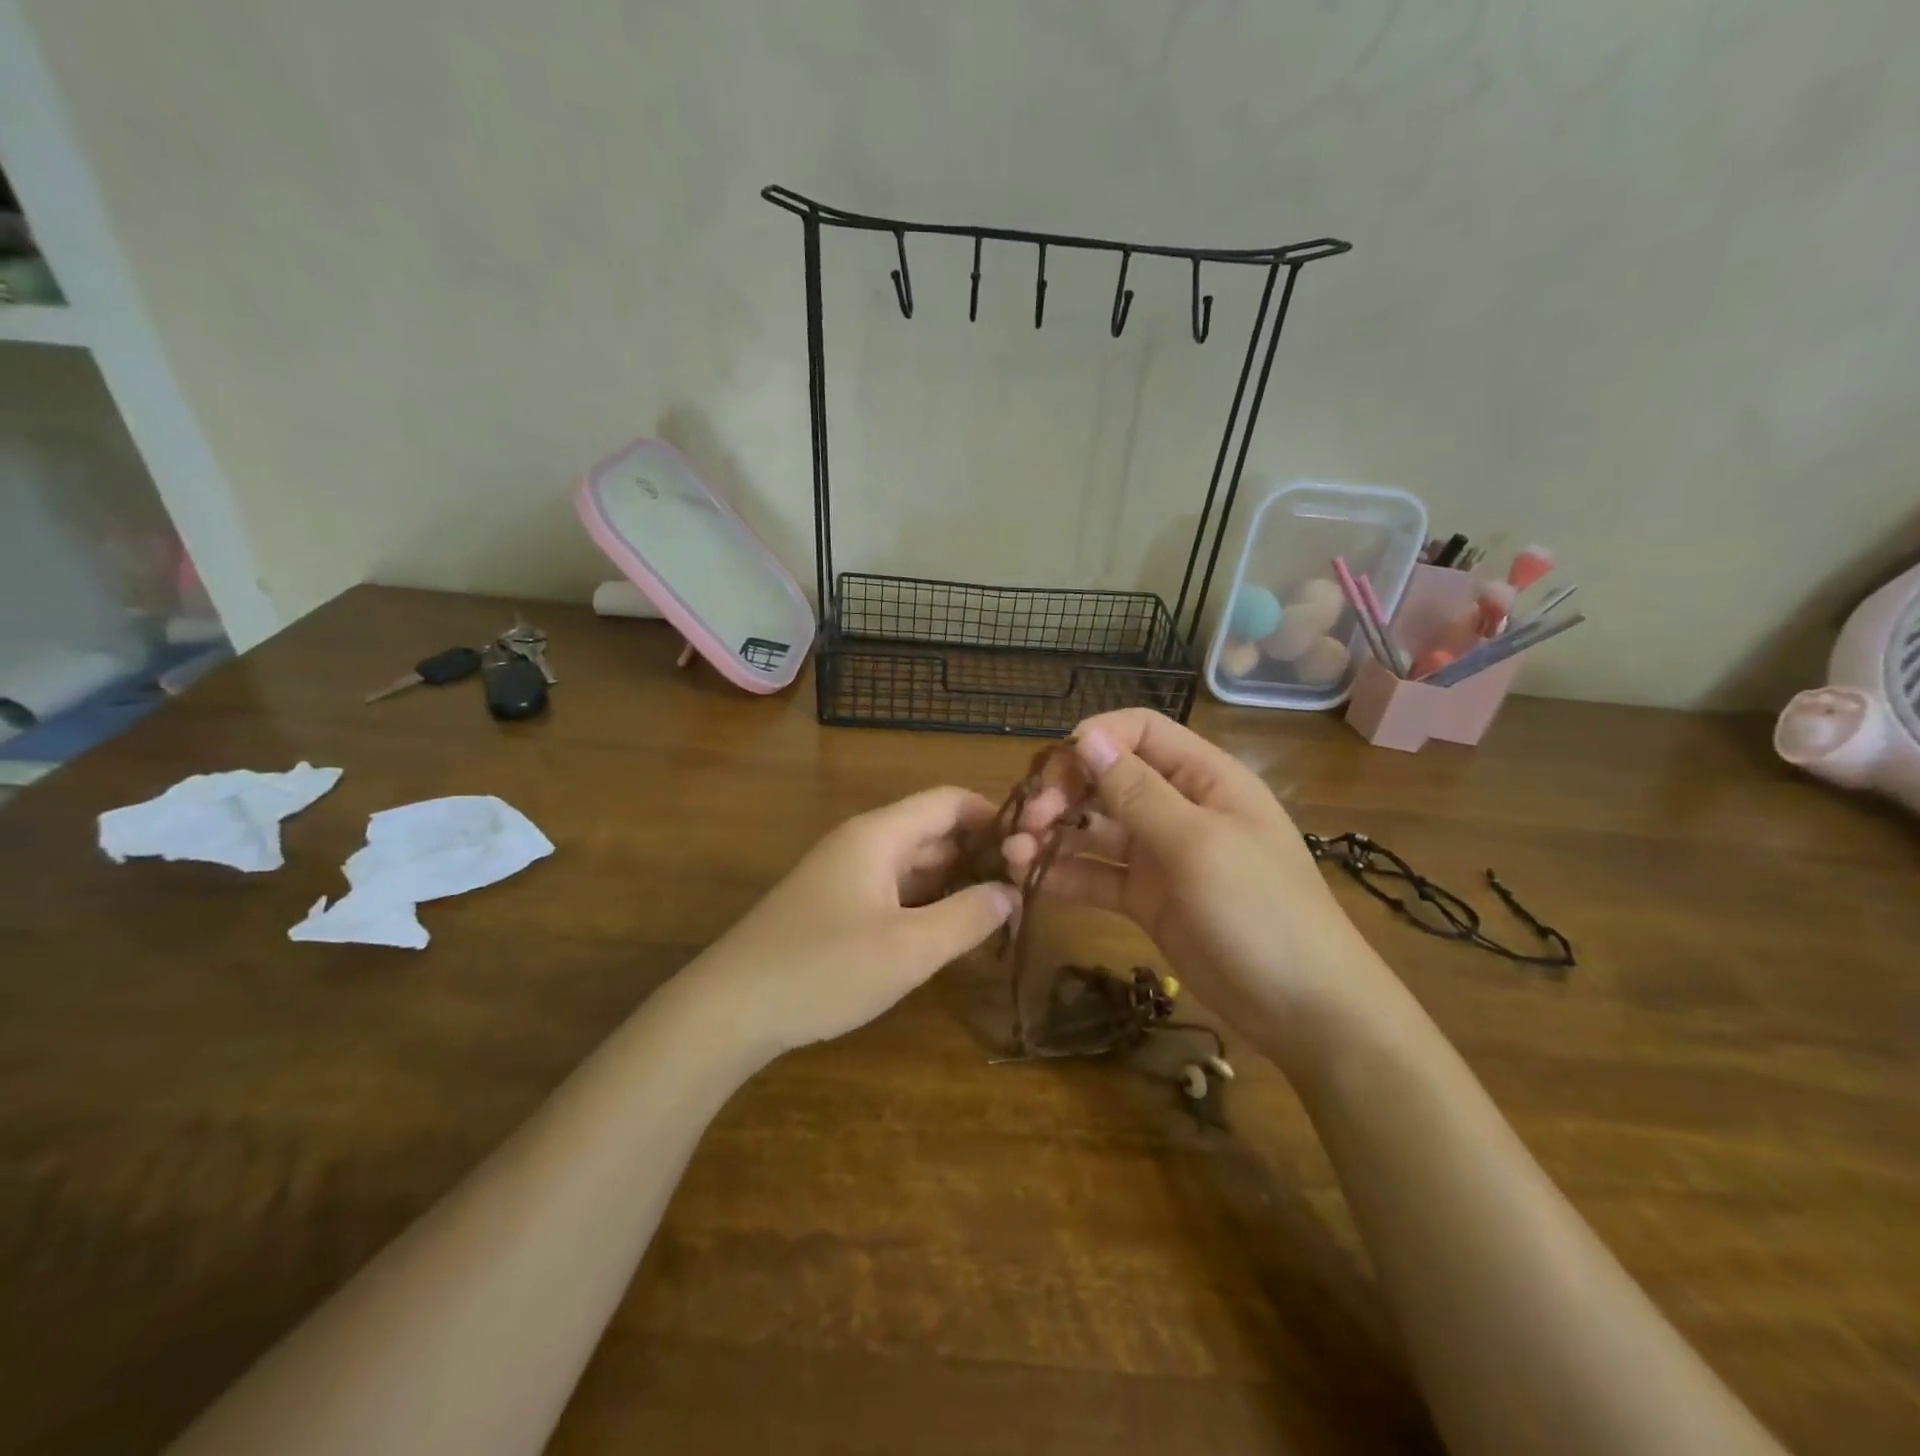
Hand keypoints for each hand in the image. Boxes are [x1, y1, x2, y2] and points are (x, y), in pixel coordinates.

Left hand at [693, 787, 1017, 1055]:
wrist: (729, 1009)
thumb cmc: (823, 969)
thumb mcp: (909, 948)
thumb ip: (968, 916)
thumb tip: (1010, 892)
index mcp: (878, 835)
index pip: (948, 801)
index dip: (994, 815)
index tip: (1035, 845)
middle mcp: (862, 844)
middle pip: (933, 831)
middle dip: (980, 852)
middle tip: (1027, 886)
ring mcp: (845, 875)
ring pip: (914, 864)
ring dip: (954, 881)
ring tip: (1000, 910)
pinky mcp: (834, 907)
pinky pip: (893, 891)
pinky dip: (926, 903)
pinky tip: (949, 932)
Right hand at [1003, 709, 1395, 1075]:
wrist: (1304, 1010)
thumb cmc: (1261, 912)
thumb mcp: (1198, 844)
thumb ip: (1138, 792)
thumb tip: (1086, 736)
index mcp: (1204, 778)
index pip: (1140, 732)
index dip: (1095, 739)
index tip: (1053, 769)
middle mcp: (1178, 807)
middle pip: (1109, 778)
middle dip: (1064, 791)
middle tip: (1030, 820)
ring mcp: (1160, 855)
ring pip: (1095, 828)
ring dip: (1054, 834)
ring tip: (1014, 853)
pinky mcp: (1145, 898)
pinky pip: (1097, 875)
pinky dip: (1064, 874)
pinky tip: (1029, 880)